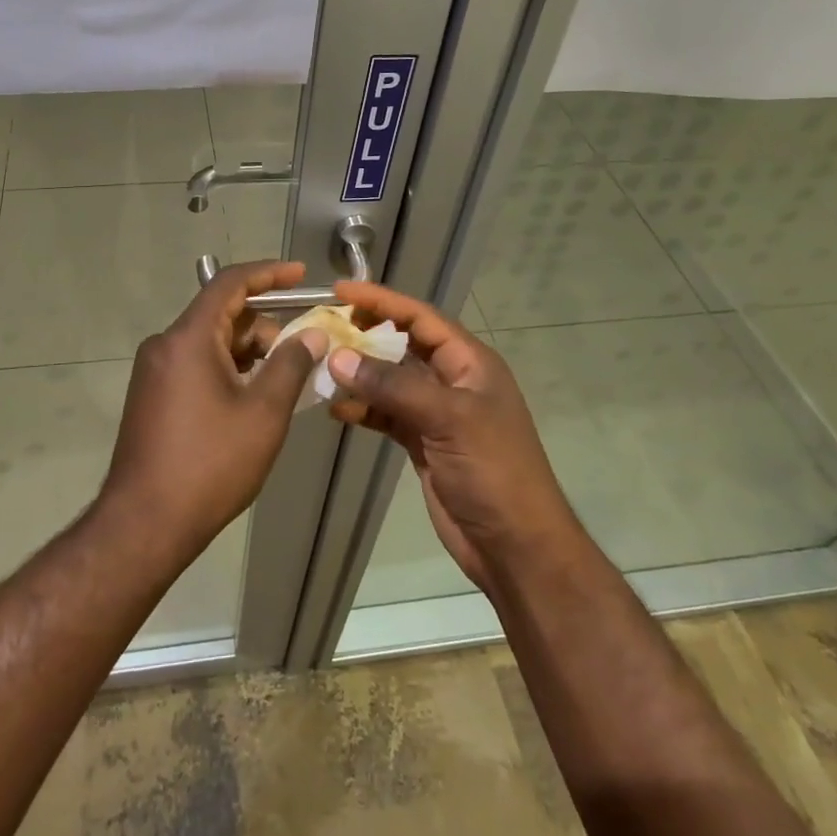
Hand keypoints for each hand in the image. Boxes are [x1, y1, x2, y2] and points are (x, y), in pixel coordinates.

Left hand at [99, 261, 327, 564]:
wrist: (144, 524)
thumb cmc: (210, 464)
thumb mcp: (263, 413)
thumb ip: (290, 364)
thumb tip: (311, 334)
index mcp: (187, 338)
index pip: (229, 284)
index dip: (269, 274)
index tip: (302, 275)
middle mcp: (165, 345)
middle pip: (222, 315)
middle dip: (266, 325)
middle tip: (305, 349)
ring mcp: (154, 372)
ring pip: (210, 343)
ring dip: (249, 352)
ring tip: (286, 379)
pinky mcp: (152, 397)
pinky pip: (196, 366)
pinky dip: (229, 371)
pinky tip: (255, 397)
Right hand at [325, 281, 576, 592]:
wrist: (514, 545)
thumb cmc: (493, 471)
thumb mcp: (447, 419)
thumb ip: (392, 386)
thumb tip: (339, 357)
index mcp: (470, 363)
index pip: (421, 318)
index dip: (382, 301)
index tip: (341, 290)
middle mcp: (453, 381)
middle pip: (403, 345)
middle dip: (366, 334)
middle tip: (325, 327)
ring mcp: (437, 413)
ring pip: (391, 381)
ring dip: (360, 374)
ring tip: (322, 369)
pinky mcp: (423, 442)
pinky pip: (387, 415)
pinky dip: (363, 410)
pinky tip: (337, 410)